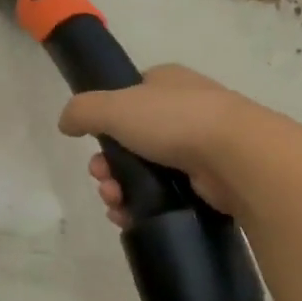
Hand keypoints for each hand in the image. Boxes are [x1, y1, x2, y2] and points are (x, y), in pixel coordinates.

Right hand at [59, 64, 273, 222]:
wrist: (236, 156)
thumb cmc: (174, 120)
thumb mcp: (115, 106)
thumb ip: (82, 110)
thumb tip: (65, 123)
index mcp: (167, 83)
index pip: (127, 99)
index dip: (104, 124)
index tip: (93, 146)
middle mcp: (184, 111)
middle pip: (130, 142)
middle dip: (108, 166)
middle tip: (103, 181)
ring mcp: (200, 147)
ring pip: (145, 172)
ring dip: (120, 189)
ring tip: (116, 204)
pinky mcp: (208, 182)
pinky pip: (165, 196)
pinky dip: (142, 207)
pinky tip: (129, 217)